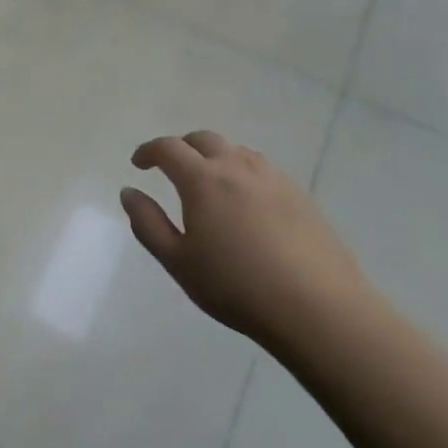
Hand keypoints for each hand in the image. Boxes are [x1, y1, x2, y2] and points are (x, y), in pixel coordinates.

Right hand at [121, 130, 370, 354]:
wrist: (318, 309)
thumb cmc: (236, 287)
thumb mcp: (178, 261)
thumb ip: (147, 223)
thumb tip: (129, 192)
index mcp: (202, 179)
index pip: (168, 148)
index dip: (148, 151)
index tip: (138, 164)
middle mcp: (237, 167)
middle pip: (203, 139)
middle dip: (181, 147)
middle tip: (170, 169)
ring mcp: (273, 178)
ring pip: (236, 151)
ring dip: (214, 157)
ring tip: (209, 185)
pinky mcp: (300, 195)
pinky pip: (262, 169)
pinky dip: (242, 173)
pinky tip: (246, 204)